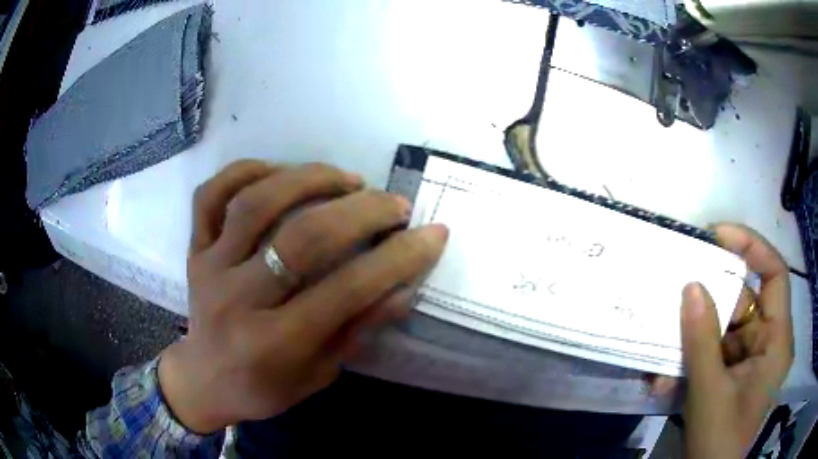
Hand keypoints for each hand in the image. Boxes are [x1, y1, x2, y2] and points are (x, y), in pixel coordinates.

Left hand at [158, 160, 448, 432]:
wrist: (203, 380)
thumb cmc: (264, 386)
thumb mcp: (319, 374)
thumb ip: (358, 329)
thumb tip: (404, 287)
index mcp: (275, 344)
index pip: (346, 291)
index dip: (398, 258)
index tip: (433, 233)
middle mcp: (239, 299)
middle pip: (302, 239)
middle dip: (362, 213)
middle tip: (396, 203)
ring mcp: (210, 266)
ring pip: (256, 203)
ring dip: (310, 179)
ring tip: (349, 179)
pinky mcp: (195, 248)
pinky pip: (211, 194)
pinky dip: (246, 171)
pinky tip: (280, 171)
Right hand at [681, 224, 792, 457]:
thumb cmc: (719, 440)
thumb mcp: (710, 394)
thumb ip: (702, 341)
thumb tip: (690, 286)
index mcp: (777, 341)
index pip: (774, 274)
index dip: (751, 247)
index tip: (717, 234)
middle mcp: (767, 343)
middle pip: (743, 303)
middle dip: (710, 302)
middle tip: (677, 288)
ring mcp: (749, 360)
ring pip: (723, 331)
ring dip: (691, 342)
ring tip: (662, 357)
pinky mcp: (732, 375)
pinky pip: (712, 355)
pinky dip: (688, 363)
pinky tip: (664, 383)